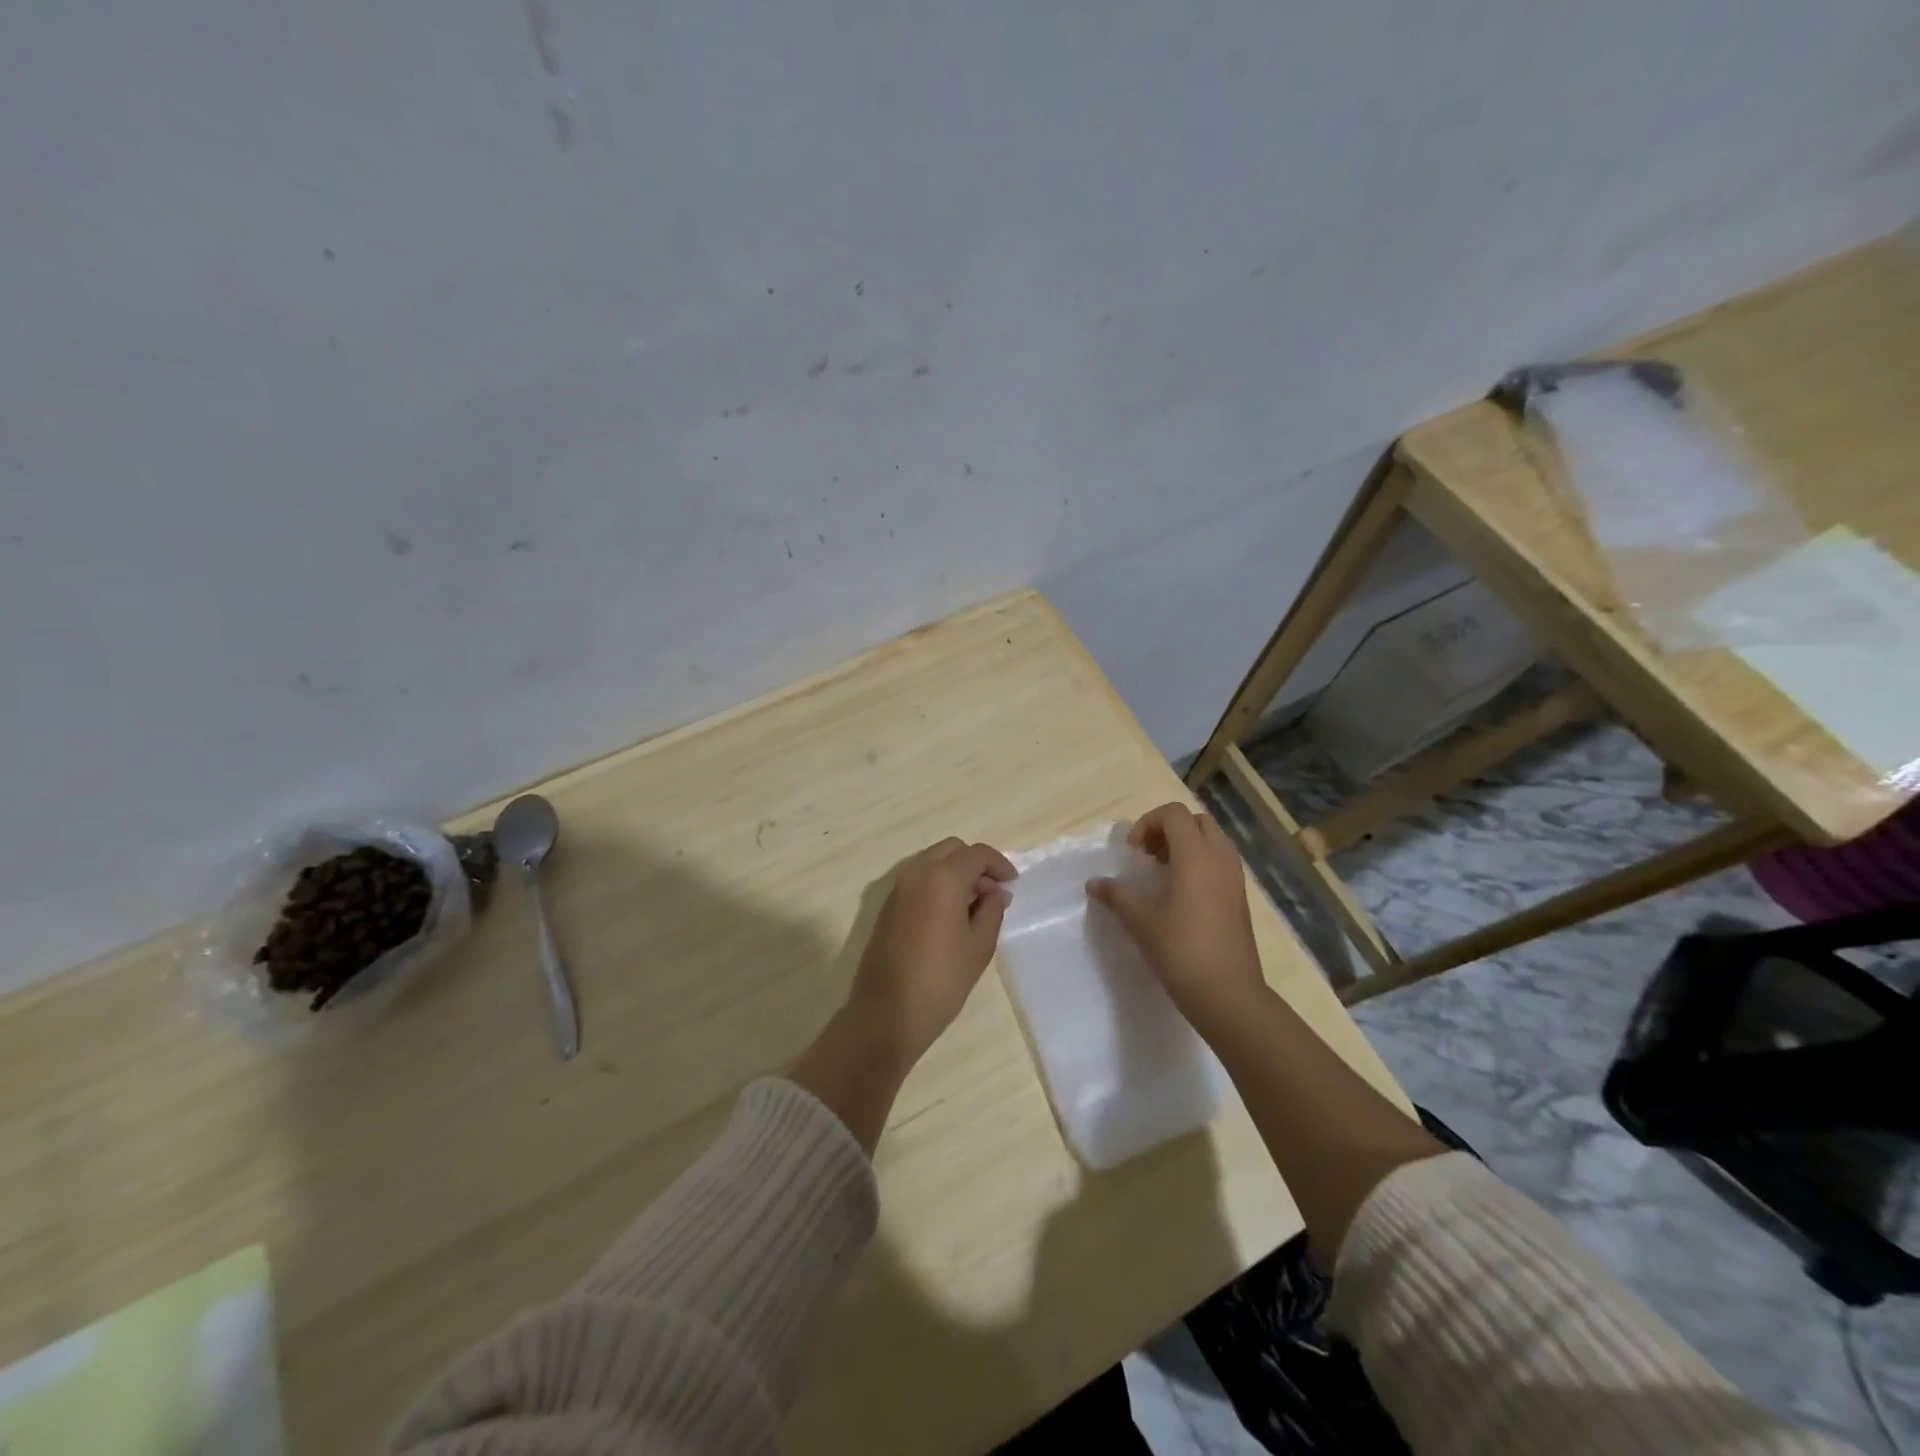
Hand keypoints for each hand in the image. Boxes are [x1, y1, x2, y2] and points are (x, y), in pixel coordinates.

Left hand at [845, 837, 1016, 1070]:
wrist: (887, 1014)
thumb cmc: (941, 980)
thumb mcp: (979, 946)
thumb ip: (992, 910)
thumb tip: (996, 893)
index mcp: (943, 877)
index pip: (977, 854)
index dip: (999, 864)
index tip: (1012, 884)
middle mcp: (916, 873)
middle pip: (951, 849)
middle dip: (975, 864)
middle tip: (991, 894)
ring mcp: (897, 888)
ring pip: (932, 862)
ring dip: (954, 873)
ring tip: (972, 907)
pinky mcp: (886, 906)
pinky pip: (917, 880)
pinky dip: (937, 885)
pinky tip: (948, 917)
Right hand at [1087, 803, 1265, 1026]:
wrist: (1229, 995)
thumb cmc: (1182, 952)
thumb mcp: (1141, 922)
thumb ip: (1117, 895)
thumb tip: (1094, 883)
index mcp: (1196, 857)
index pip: (1174, 814)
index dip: (1148, 823)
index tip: (1133, 852)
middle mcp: (1220, 859)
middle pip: (1196, 821)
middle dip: (1168, 829)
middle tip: (1147, 856)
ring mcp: (1235, 878)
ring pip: (1212, 840)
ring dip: (1185, 845)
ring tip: (1162, 872)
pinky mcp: (1240, 897)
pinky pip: (1220, 861)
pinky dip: (1199, 862)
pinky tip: (1180, 894)